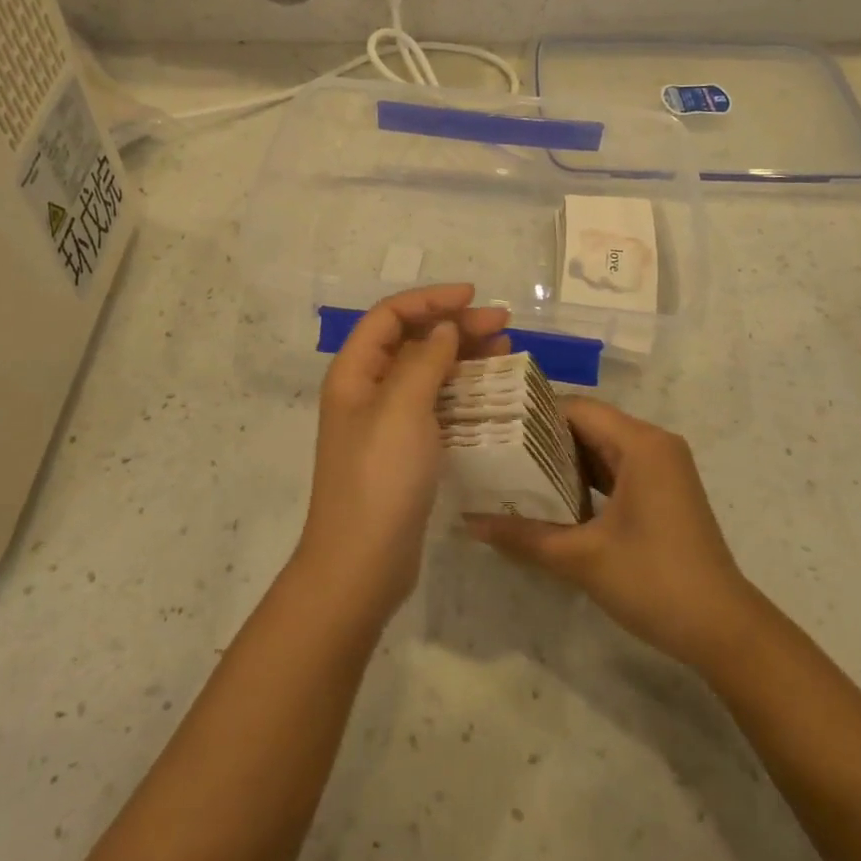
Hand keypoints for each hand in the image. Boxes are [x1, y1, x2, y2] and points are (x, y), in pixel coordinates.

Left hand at [296, 285, 509, 624]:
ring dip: (463, 356)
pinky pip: (435, 404)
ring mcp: (386, 422)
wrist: (362, 564)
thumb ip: (424, 360)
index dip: (430, 299)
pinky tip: (492, 390)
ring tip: (506, 348)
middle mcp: (367, 390)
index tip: (472, 296)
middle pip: (412, 341)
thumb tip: (443, 329)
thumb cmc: (379, 478)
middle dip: (455, 326)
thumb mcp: (402, 409)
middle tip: (503, 325)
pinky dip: (462, 391)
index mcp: (354, 372)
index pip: (390, 316)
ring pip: (427, 372)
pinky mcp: (405, 449)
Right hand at [467, 399, 752, 673]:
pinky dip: (585, 478)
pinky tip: (551, 496)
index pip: (575, 409)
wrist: (725, 631)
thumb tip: (468, 523)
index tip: (493, 429)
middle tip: (495, 450)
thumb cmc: (655, 582)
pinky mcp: (663, 491)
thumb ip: (524, 536)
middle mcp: (654, 444)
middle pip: (587, 424)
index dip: (532, 415)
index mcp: (641, 444)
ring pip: (601, 448)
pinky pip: (616, 469)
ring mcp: (662, 468)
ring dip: (562, 460)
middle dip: (542, 438)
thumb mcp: (582, 559)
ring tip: (512, 471)